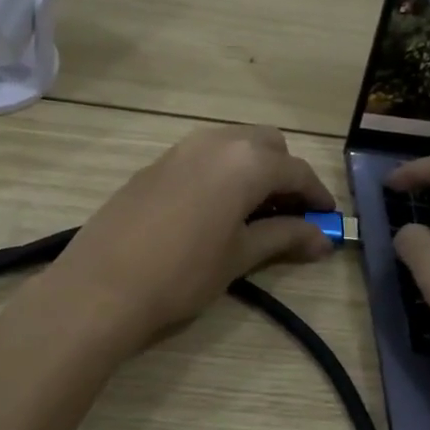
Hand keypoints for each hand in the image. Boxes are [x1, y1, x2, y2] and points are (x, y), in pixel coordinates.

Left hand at [46, 126, 336, 351]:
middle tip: (290, 215)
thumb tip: (323, 239)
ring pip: (232, 145)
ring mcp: (179, 149)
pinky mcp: (153, 165)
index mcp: (246, 161)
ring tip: (253, 214)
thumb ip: (284, 237)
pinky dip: (221, 173)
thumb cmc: (182, 274)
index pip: (296, 170)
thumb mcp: (239, 256)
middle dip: (285, 174)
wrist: (101, 287)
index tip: (328, 221)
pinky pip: (202, 157)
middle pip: (266, 145)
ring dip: (253, 170)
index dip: (317, 195)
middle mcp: (215, 142)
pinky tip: (214, 210)